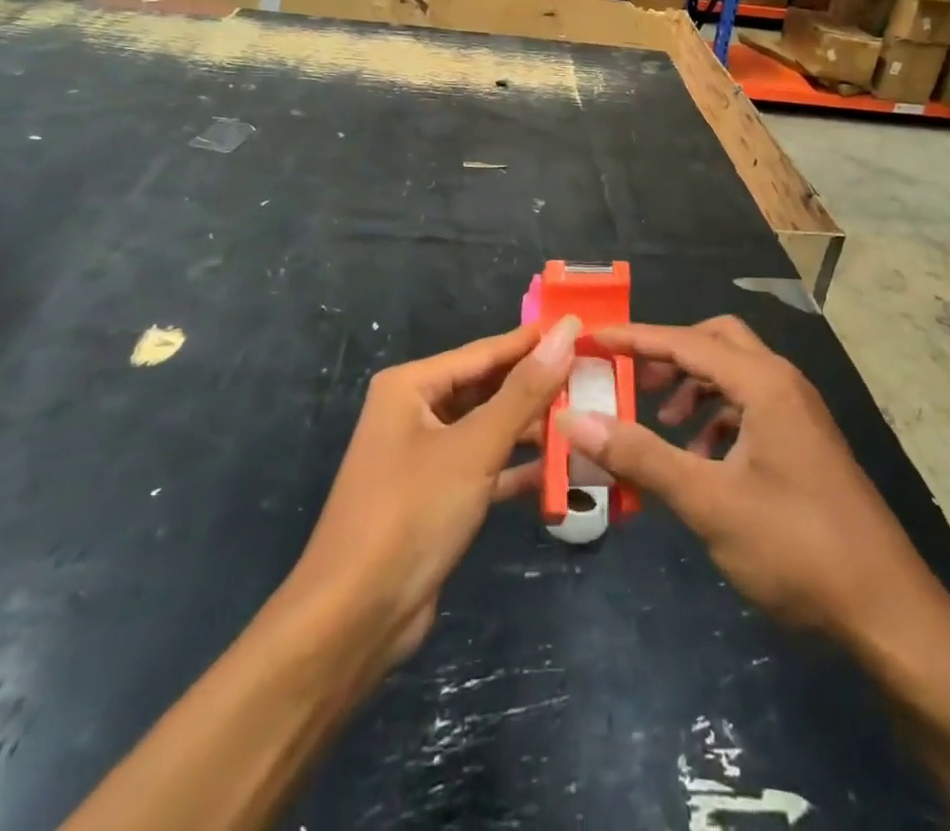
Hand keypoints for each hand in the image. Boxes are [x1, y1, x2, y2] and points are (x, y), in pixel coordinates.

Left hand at [281, 316, 578, 674]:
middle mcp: (415, 411)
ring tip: (589, 419)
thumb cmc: (411, 513)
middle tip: (595, 377)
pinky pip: (486, 468)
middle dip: (538, 387)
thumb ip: (525, 390)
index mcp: (411, 386)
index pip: (485, 351)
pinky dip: (519, 468)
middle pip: (488, 389)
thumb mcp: (475, 447)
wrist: (354, 619)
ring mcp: (425, 456)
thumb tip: (567, 331)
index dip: (534, 342)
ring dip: (534, 430)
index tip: (584, 330)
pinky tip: (564, 470)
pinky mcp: (437, 496)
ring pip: (490, 429)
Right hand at [564, 316, 940, 648]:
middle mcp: (783, 383)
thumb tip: (575, 419)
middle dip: (670, 355)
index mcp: (764, 383)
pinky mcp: (804, 442)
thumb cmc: (795, 547)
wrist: (887, 612)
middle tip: (632, 381)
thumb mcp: (708, 502)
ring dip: (693, 388)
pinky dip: (717, 418)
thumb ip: (641, 456)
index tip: (591, 339)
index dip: (634, 338)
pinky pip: (750, 407)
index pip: (685, 341)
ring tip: (662, 426)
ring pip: (735, 375)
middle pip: (716, 342)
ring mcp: (798, 412)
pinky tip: (700, 460)